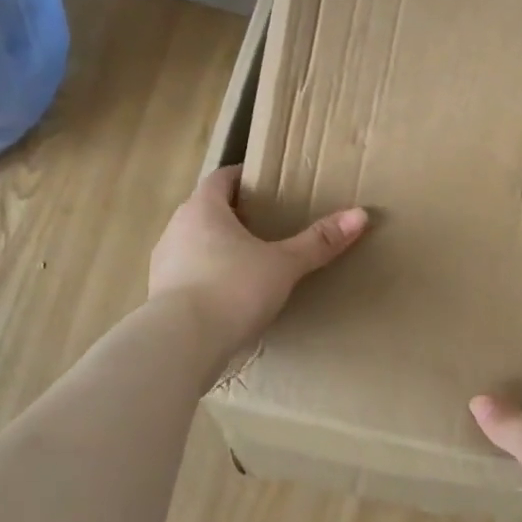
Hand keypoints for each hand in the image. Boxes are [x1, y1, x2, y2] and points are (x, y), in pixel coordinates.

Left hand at [148, 165, 367, 349]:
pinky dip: (206, 277)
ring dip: (217, 246)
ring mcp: (164, 262)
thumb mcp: (284, 265)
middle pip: (206, 209)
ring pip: (194, 243)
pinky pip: (187, 274)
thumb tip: (361, 215)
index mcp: (204, 208)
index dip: (243, 177)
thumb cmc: (233, 289)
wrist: (181, 343)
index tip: (265, 183)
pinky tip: (228, 296)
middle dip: (233, 214)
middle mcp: (177, 227)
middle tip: (266, 224)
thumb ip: (319, 241)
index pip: (221, 178)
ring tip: (249, 261)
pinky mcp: (160, 295)